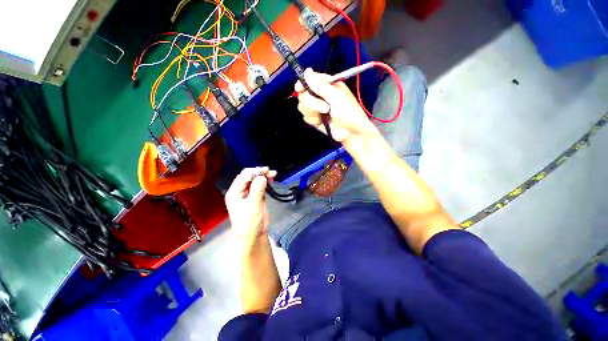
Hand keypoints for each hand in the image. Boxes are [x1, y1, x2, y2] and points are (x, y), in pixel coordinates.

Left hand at [225, 167, 276, 242]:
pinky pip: (259, 186)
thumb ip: (257, 190)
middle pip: (249, 176)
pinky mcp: (255, 197)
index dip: (255, 172)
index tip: (267, 171)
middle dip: (259, 172)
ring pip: (255, 180)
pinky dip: (265, 182)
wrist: (253, 236)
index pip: (244, 176)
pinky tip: (271, 180)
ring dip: (263, 176)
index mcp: (234, 192)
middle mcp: (240, 191)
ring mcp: (247, 194)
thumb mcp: (253, 205)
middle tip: (271, 172)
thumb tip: (262, 176)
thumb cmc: (249, 222)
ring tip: (273, 174)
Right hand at [295, 68, 377, 143]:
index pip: (309, 80)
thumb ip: (320, 86)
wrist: (351, 132)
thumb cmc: (348, 112)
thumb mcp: (336, 97)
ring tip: (326, 114)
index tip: (299, 89)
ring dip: (313, 112)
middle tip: (326, 108)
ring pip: (302, 106)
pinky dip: (313, 120)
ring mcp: (316, 108)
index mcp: (327, 85)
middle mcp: (320, 95)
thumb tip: (307, 71)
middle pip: (303, 95)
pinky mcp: (314, 119)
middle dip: (312, 103)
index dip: (302, 83)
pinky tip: (321, 122)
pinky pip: (305, 117)